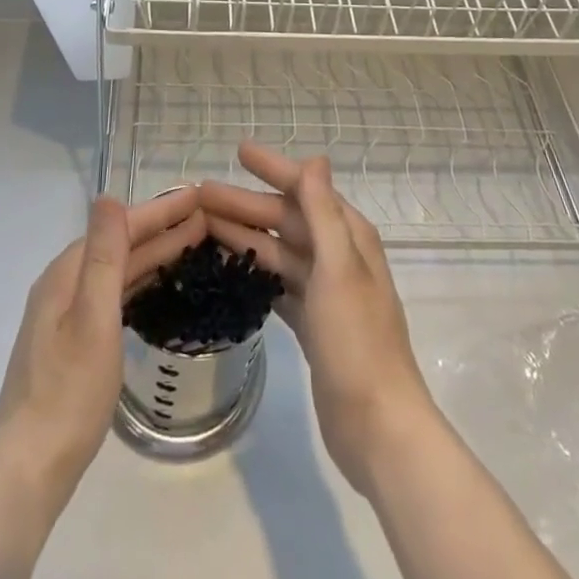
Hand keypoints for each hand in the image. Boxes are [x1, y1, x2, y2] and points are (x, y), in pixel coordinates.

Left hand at [0, 186, 204, 490]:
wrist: (29, 470)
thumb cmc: (68, 393)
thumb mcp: (94, 318)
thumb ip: (104, 256)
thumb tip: (108, 195)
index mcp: (66, 273)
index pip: (120, 227)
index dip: (159, 210)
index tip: (197, 196)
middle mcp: (63, 285)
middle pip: (119, 246)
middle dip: (161, 229)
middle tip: (205, 218)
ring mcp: (64, 315)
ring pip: (117, 270)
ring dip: (153, 254)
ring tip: (192, 244)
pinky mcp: (71, 342)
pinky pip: (113, 294)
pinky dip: (139, 281)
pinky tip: (156, 286)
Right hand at [201, 142, 437, 495]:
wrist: (378, 428)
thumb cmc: (357, 341)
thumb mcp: (339, 268)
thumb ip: (323, 212)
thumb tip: (316, 157)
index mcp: (348, 237)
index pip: (305, 188)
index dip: (272, 167)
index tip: (238, 151)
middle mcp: (338, 257)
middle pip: (285, 220)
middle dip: (245, 204)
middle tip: (200, 195)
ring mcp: (325, 293)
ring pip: (277, 252)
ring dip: (244, 236)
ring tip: (202, 228)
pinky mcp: (313, 325)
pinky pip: (277, 285)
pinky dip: (253, 273)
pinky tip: (227, 270)